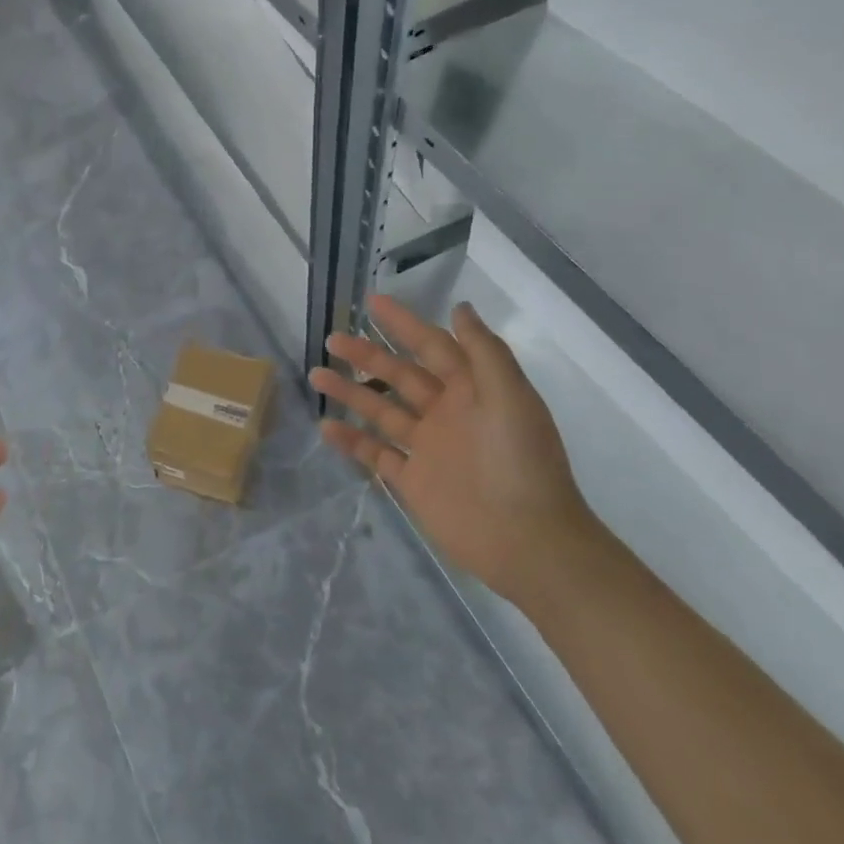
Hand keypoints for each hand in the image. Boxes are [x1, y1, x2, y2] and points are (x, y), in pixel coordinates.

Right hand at [308, 296, 593, 602]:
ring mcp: (427, 448)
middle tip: (332, 339)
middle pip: (399, 375)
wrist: (527, 541)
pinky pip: (375, 454)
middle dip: (367, 355)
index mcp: (472, 390)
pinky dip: (351, 440)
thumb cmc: (521, 463)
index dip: (404, 323)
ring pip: (381, 410)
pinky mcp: (412, 480)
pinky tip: (325, 427)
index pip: (432, 346)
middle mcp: (446, 413)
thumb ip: (484, 352)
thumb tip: (459, 308)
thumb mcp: (511, 398)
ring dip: (350, 392)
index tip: (372, 302)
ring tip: (316, 374)